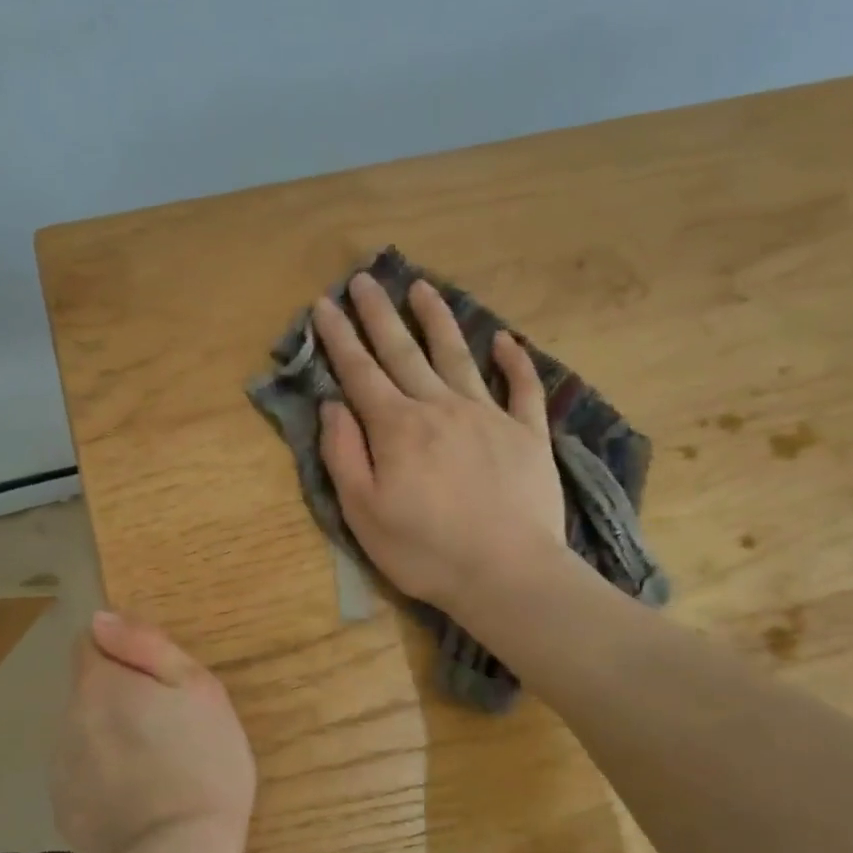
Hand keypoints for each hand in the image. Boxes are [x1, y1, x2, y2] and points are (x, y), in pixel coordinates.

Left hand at [53, 611, 255, 852]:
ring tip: (158, 766)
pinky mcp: (64, 810)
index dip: (124, 652)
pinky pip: (85, 772)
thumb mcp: (197, 688)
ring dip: (113, 735)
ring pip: (87, 731)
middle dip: (121, 696)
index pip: (90, 642)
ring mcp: (61, 768)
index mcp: (98, 684)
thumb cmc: (202, 764)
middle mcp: (67, 718)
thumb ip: (146, 645)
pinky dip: (106, 775)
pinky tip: (140, 799)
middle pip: (90, 689)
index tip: (158, 680)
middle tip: (171, 726)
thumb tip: (101, 618)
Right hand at [314, 271, 569, 615]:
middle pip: (403, 351)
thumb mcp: (363, 512)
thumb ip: (344, 454)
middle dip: (379, 314)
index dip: (339, 337)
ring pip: (457, 355)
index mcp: (397, 428)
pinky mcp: (527, 434)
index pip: (360, 372)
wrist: (507, 574)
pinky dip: (514, 361)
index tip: (324, 304)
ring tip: (422, 288)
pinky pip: (521, 387)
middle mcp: (440, 407)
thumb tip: (333, 405)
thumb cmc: (424, 551)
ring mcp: (488, 415)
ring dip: (437, 320)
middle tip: (363, 279)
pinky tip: (505, 340)